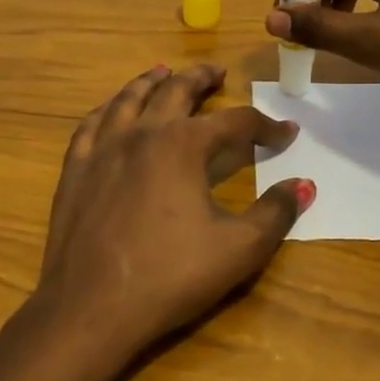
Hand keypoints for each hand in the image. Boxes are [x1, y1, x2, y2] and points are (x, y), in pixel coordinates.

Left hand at [21, 63, 313, 380]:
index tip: (286, 133)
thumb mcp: (239, 249)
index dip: (265, 126)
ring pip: (129, 98)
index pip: (235, 122)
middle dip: (201, 78)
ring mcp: (102, 148)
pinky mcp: (75, 170)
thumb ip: (275, 213)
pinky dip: (109, 109)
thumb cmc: (170, 276)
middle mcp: (142, 133)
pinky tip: (112, 111)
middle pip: (175, 91)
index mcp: (183, 145)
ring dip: (152, 81)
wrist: (90, 308)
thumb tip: (304, 185)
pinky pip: (91, 124)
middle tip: (217, 73)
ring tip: (164, 73)